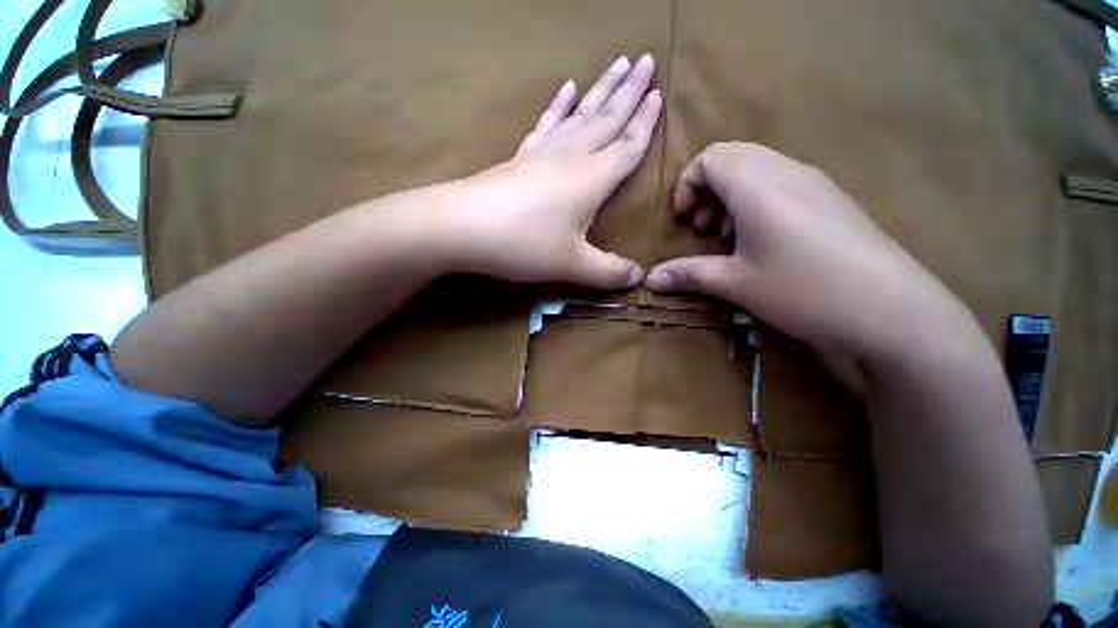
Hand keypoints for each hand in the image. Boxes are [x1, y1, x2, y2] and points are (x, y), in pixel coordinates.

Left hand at [432, 55, 661, 288]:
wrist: (461, 227)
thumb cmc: (524, 244)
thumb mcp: (572, 265)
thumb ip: (609, 273)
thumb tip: (640, 280)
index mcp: (591, 179)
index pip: (627, 145)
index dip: (645, 123)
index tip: (660, 94)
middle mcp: (571, 157)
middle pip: (607, 118)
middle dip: (629, 90)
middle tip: (647, 59)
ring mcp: (542, 153)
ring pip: (580, 114)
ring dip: (600, 89)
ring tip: (617, 64)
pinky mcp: (520, 157)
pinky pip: (545, 124)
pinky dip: (558, 105)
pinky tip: (565, 89)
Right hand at [646, 142, 968, 359]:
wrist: (892, 309)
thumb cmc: (803, 290)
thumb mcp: (735, 283)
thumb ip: (688, 274)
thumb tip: (650, 280)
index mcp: (758, 185)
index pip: (710, 158)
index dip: (686, 186)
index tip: (683, 222)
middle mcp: (786, 171)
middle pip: (731, 158)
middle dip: (705, 191)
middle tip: (702, 230)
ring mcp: (813, 182)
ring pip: (756, 169)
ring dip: (730, 197)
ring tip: (729, 238)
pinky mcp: (830, 199)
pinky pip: (780, 183)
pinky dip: (756, 202)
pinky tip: (761, 241)